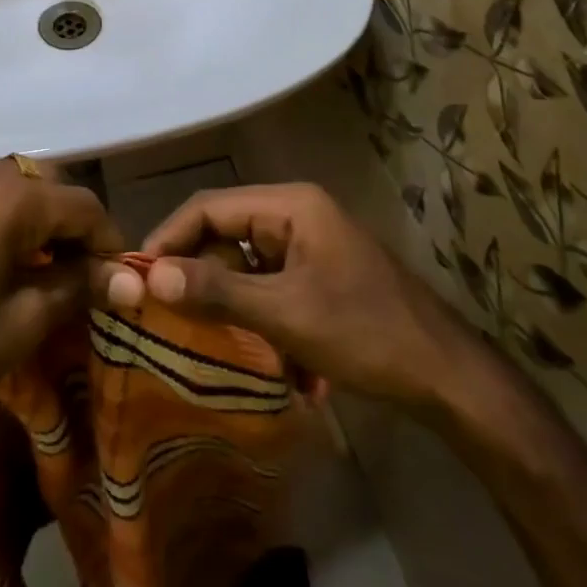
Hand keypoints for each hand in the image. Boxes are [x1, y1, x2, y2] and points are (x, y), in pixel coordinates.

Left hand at [0, 158, 120, 473]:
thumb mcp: (19, 326)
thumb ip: (77, 287)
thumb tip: (127, 280)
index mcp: (4, 196)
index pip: (80, 204)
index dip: (107, 240)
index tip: (117, 278)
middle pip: (42, 184)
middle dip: (67, 225)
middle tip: (77, 274)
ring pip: (4, 183)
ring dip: (29, 217)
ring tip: (34, 268)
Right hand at [111, 182, 470, 406]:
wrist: (449, 380)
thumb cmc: (365, 333)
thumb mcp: (285, 314)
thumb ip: (217, 292)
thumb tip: (150, 275)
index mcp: (289, 205)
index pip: (209, 206)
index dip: (170, 237)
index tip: (137, 275)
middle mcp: (296, 215)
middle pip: (226, 234)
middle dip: (199, 275)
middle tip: (165, 313)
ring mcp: (310, 246)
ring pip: (246, 265)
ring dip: (232, 304)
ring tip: (213, 342)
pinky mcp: (319, 276)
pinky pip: (270, 286)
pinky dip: (262, 318)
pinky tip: (274, 361)